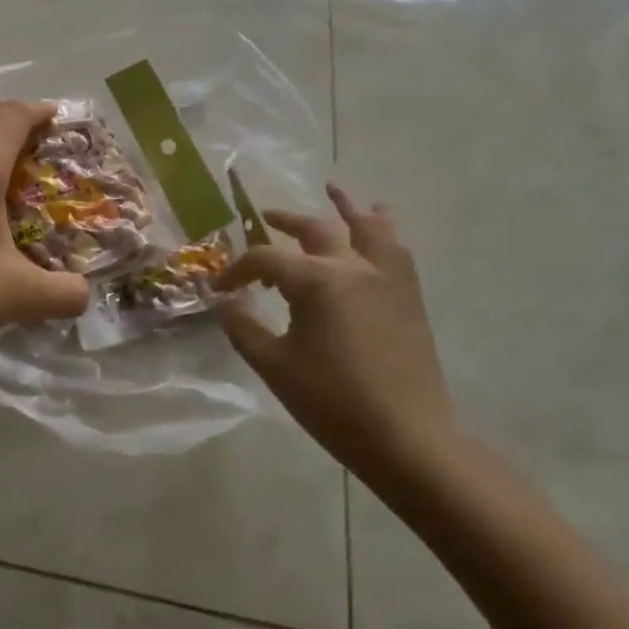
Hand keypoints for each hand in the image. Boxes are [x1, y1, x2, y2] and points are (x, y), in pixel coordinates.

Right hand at [213, 184, 458, 494]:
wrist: (408, 437)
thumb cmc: (334, 401)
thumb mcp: (274, 366)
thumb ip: (243, 328)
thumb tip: (225, 303)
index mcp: (316, 280)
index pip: (264, 259)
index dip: (236, 271)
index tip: (219, 289)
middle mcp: (352, 266)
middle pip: (314, 229)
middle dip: (284, 222)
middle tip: (265, 219)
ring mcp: (386, 278)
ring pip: (367, 226)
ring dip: (346, 207)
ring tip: (334, 190)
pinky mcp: (409, 296)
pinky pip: (396, 249)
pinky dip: (382, 231)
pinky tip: (379, 229)